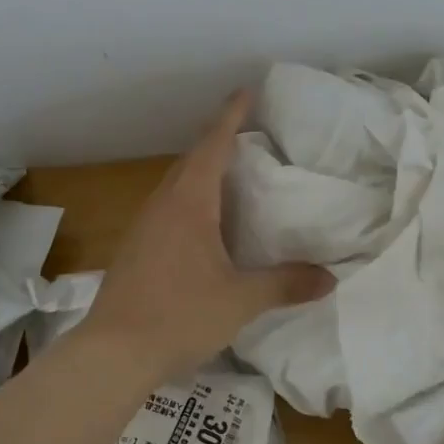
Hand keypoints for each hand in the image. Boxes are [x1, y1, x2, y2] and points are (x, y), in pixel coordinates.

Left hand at [83, 90, 333, 383]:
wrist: (113, 353)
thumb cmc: (179, 316)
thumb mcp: (240, 301)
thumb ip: (285, 284)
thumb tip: (330, 278)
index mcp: (189, 203)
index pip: (212, 145)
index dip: (231, 116)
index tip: (246, 91)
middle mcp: (162, 205)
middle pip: (191, 161)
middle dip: (218, 142)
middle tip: (249, 136)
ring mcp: (143, 227)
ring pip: (176, 186)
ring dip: (201, 173)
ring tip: (231, 177)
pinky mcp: (134, 250)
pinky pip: (167, 210)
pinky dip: (190, 202)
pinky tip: (204, 227)